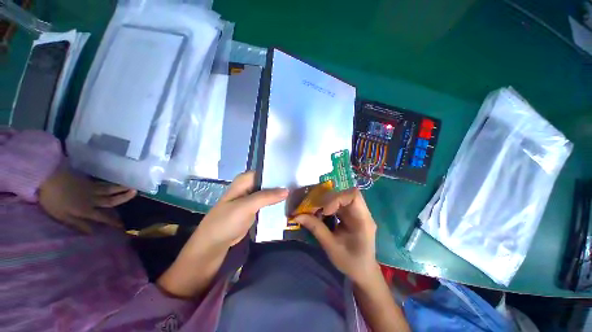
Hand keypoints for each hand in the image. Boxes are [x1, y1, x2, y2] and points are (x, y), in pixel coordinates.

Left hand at [39, 167, 136, 233]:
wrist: (49, 177)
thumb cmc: (53, 200)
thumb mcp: (62, 216)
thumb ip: (78, 224)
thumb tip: (93, 233)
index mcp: (86, 210)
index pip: (103, 217)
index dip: (113, 222)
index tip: (123, 225)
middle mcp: (93, 199)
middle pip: (111, 199)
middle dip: (124, 198)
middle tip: (136, 193)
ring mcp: (91, 189)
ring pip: (109, 189)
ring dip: (121, 188)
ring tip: (131, 186)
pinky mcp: (87, 181)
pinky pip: (102, 183)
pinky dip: (110, 183)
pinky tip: (114, 182)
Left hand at [190, 171, 287, 249]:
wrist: (214, 244)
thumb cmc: (226, 221)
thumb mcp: (246, 206)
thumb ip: (266, 197)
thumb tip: (287, 190)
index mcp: (245, 180)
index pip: (265, 172)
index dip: (279, 173)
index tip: (293, 177)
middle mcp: (249, 186)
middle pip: (268, 182)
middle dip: (281, 185)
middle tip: (298, 187)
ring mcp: (251, 198)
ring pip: (269, 193)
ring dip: (279, 195)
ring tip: (296, 195)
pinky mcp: (254, 209)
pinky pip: (267, 203)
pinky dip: (275, 204)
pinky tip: (286, 204)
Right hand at [295, 188, 378, 283]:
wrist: (363, 272)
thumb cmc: (350, 262)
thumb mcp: (331, 247)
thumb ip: (316, 228)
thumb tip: (297, 216)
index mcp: (363, 220)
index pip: (353, 196)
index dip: (337, 199)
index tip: (325, 211)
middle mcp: (362, 212)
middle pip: (346, 194)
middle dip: (329, 199)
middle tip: (315, 208)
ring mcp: (357, 212)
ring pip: (341, 197)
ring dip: (327, 202)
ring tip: (316, 211)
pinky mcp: (351, 214)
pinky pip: (339, 204)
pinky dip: (328, 206)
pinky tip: (322, 215)